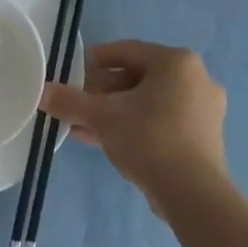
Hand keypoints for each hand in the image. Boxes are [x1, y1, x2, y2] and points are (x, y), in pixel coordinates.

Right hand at [43, 41, 227, 206]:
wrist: (194, 195)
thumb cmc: (149, 139)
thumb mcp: (102, 117)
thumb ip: (70, 102)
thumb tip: (42, 92)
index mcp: (176, 62)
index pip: (127, 51)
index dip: (95, 61)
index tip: (73, 74)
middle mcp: (196, 78)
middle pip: (137, 77)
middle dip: (103, 92)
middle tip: (77, 105)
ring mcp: (204, 109)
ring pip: (149, 102)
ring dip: (116, 112)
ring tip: (84, 127)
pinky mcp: (204, 136)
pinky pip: (163, 120)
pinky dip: (136, 125)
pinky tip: (107, 142)